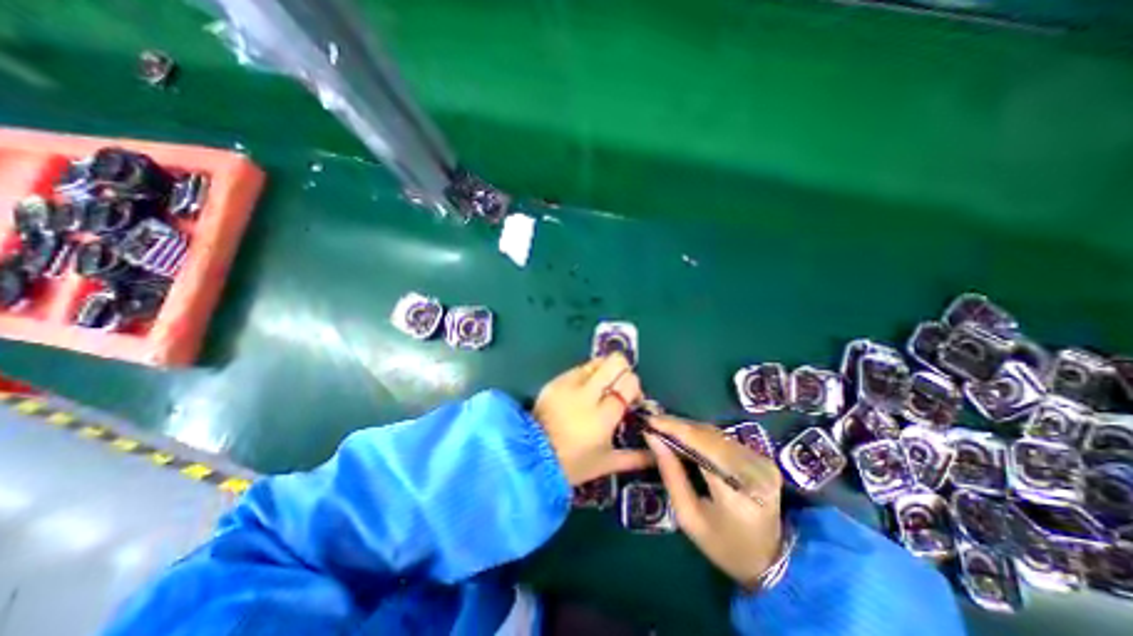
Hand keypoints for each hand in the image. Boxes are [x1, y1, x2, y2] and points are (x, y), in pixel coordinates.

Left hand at [535, 353, 649, 485]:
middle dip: (623, 369)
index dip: (634, 386)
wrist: (532, 456)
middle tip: (618, 386)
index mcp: (603, 416)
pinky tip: (582, 391)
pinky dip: (586, 375)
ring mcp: (569, 385)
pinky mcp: (556, 381)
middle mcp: (587, 395)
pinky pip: (578, 368)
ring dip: (604, 371)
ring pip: (597, 361)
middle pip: (615, 362)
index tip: (631, 398)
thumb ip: (635, 457)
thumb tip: (657, 454)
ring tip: (600, 388)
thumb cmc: (573, 464)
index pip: (629, 384)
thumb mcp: (606, 463)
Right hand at [640, 418, 785, 586]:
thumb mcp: (688, 516)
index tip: (650, 421)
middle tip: (652, 422)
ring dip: (687, 428)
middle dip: (678, 426)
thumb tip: (652, 437)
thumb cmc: (722, 544)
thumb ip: (670, 474)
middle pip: (709, 436)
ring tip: (663, 427)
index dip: (675, 429)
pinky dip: (700, 434)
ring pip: (715, 433)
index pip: (703, 448)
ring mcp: (762, 462)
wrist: (768, 559)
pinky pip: (723, 438)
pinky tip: (684, 435)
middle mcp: (755, 472)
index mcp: (737, 495)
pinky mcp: (761, 458)